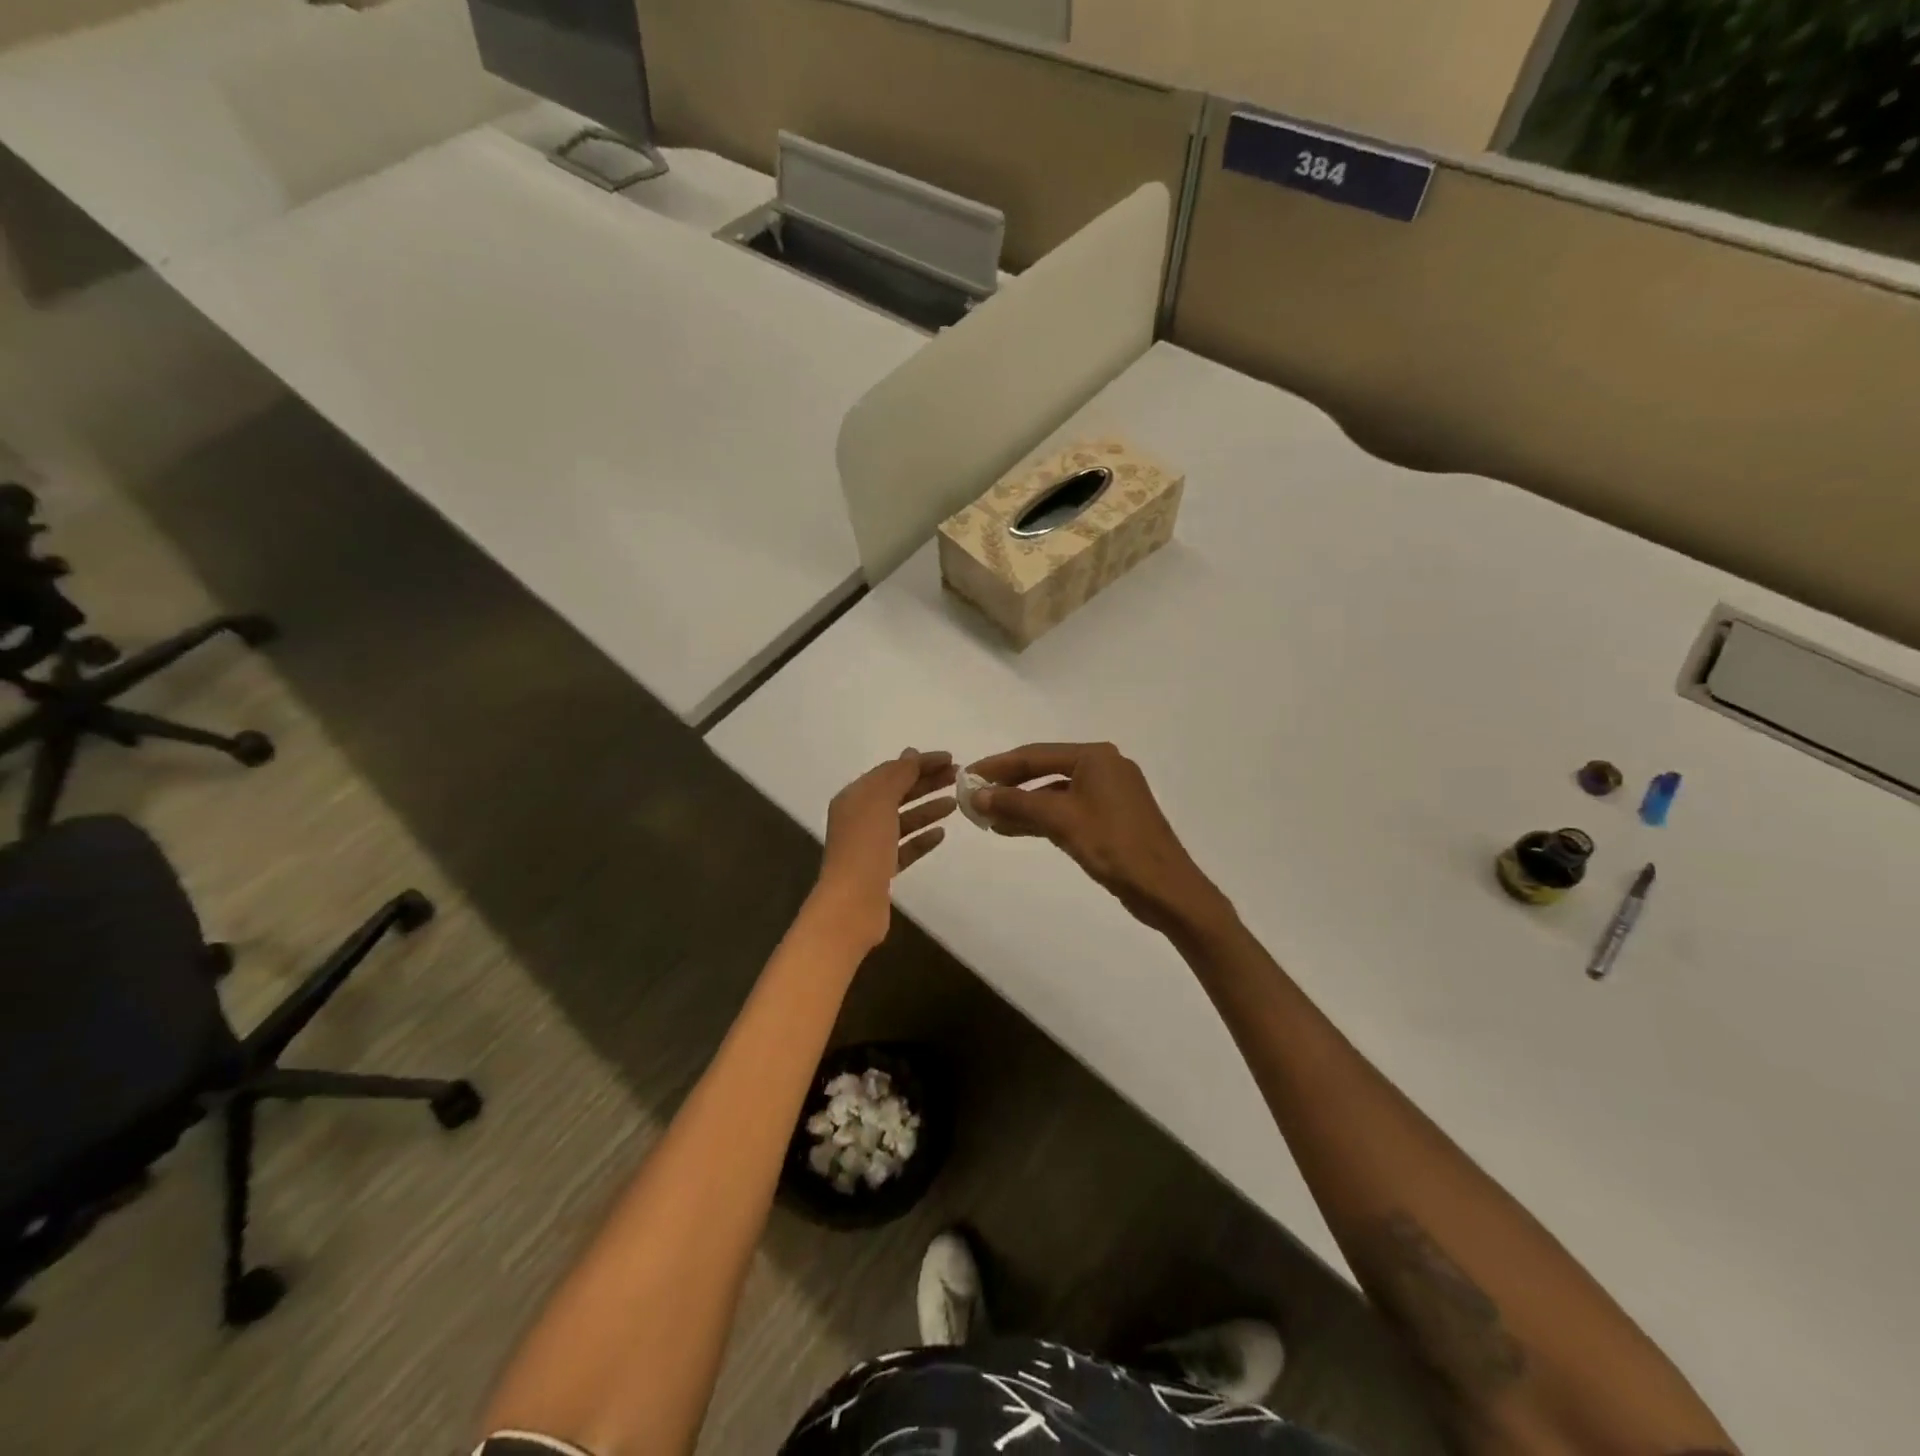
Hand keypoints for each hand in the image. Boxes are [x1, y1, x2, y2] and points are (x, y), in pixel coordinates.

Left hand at [813, 749, 956, 950]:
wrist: (852, 904)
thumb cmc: (865, 847)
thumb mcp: (880, 801)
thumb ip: (898, 775)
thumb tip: (911, 754)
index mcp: (855, 797)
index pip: (891, 771)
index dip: (920, 763)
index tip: (951, 759)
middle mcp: (859, 818)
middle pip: (898, 793)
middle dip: (927, 783)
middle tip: (959, 777)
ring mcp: (870, 845)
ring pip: (903, 820)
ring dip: (927, 809)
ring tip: (955, 803)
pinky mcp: (881, 870)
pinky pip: (905, 847)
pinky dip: (922, 838)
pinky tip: (941, 834)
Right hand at [969, 742, 1223, 934]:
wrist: (1165, 888)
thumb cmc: (1114, 846)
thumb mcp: (1061, 820)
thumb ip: (1017, 804)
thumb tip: (977, 795)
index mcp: (1095, 757)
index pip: (1035, 754)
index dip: (998, 766)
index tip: (967, 775)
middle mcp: (1103, 767)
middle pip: (1044, 770)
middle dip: (1008, 786)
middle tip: (974, 797)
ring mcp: (1108, 793)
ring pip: (1054, 793)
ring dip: (1022, 804)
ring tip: (987, 818)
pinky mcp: (1110, 817)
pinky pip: (1067, 809)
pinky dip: (1041, 818)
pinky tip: (1013, 828)